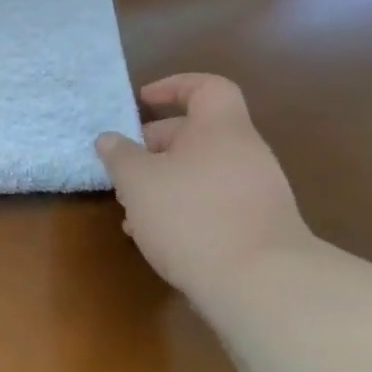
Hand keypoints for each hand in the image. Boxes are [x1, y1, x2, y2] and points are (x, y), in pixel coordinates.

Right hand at [95, 74, 314, 299]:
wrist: (261, 285)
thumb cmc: (191, 216)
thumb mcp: (137, 181)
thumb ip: (120, 155)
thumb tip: (110, 139)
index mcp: (221, 130)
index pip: (207, 87)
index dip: (174, 86)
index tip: (142, 101)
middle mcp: (245, 153)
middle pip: (198, 133)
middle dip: (155, 146)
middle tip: (124, 167)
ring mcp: (257, 191)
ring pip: (201, 171)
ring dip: (164, 182)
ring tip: (132, 208)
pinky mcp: (258, 226)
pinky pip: (214, 201)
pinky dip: (184, 207)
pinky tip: (157, 235)